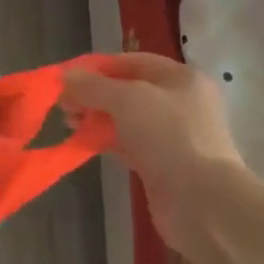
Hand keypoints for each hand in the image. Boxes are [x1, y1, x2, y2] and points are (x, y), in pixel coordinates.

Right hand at [61, 53, 241, 249]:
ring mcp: (172, 135)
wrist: (201, 201)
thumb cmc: (168, 137)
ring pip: (126, 119)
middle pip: (128, 91)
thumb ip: (93, 86)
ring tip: (68, 123)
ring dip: (97, 118)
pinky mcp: (162, 164)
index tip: (66, 77)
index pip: (133, 62)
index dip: (98, 66)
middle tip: (63, 104)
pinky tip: (84, 143)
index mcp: (181, 78)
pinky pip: (128, 144)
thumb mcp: (127, 100)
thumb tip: (64, 75)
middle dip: (94, 94)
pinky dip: (106, 141)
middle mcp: (180, 103)